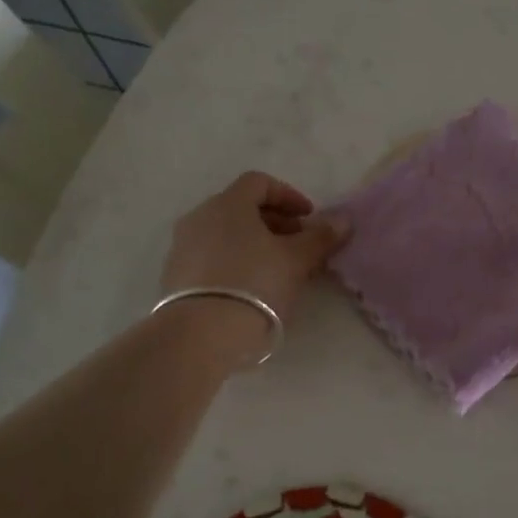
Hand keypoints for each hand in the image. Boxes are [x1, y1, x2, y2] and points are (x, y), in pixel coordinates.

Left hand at [159, 173, 349, 358]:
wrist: (201, 334)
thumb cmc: (255, 284)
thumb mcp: (296, 260)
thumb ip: (320, 237)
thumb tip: (343, 220)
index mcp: (228, 204)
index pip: (259, 182)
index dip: (289, 196)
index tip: (309, 218)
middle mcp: (200, 217)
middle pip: (241, 208)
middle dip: (275, 222)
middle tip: (299, 245)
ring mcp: (182, 247)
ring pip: (226, 234)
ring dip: (255, 243)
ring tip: (279, 269)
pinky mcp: (175, 276)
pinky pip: (212, 256)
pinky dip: (235, 261)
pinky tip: (252, 287)